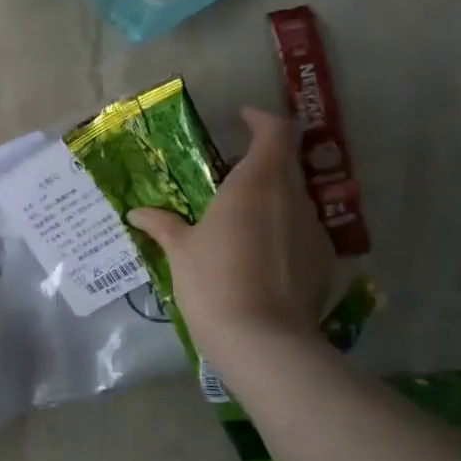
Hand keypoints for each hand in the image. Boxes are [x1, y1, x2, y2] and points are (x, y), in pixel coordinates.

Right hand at [127, 107, 333, 346]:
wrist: (262, 340)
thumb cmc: (213, 282)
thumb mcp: (180, 251)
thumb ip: (163, 225)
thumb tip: (137, 212)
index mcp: (257, 184)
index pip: (276, 132)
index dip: (261, 120)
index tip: (241, 120)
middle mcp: (292, 198)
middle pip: (285, 164)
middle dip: (259, 162)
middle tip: (226, 176)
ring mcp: (313, 230)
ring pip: (293, 199)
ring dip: (269, 199)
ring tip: (237, 221)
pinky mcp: (323, 261)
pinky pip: (300, 231)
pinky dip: (280, 231)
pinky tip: (255, 257)